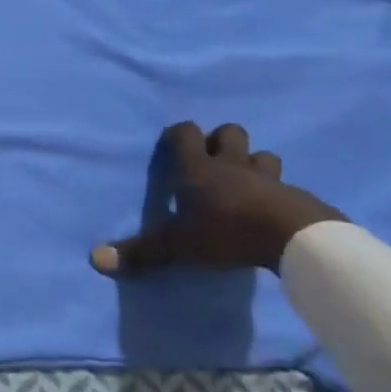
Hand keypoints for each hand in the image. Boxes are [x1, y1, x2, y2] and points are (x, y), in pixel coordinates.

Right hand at [90, 122, 342, 275]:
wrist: (293, 238)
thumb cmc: (226, 232)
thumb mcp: (177, 246)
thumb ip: (140, 252)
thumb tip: (94, 258)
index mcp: (199, 168)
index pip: (186, 133)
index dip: (178, 134)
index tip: (172, 145)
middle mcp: (232, 164)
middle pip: (230, 132)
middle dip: (220, 141)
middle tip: (212, 162)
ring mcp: (267, 178)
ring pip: (262, 155)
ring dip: (253, 163)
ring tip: (245, 183)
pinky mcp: (296, 196)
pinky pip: (284, 185)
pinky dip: (276, 191)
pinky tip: (272, 209)